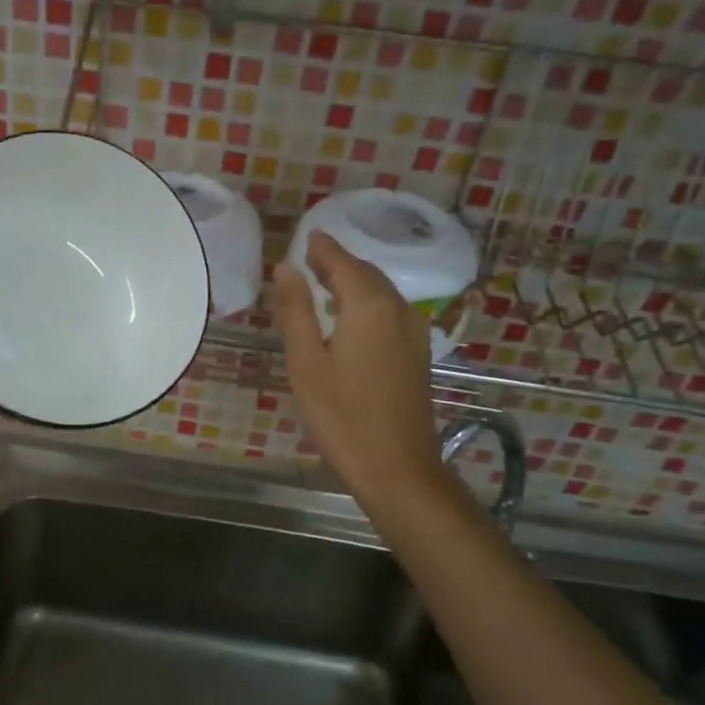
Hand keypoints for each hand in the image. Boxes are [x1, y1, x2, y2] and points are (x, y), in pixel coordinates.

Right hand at [273, 231, 444, 497]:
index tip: (305, 238)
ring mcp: (414, 330)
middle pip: (365, 273)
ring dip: (352, 283)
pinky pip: (390, 311)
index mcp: (369, 306)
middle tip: (307, 261)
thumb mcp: (306, 363)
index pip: (342, 261)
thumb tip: (286, 267)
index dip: (321, 248)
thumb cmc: (342, 416)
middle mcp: (398, 308)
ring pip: (381, 292)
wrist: (397, 467)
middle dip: (336, 263)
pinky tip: (348, 320)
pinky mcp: (418, 351)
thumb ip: (295, 311)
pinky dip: (367, 303)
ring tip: (321, 286)